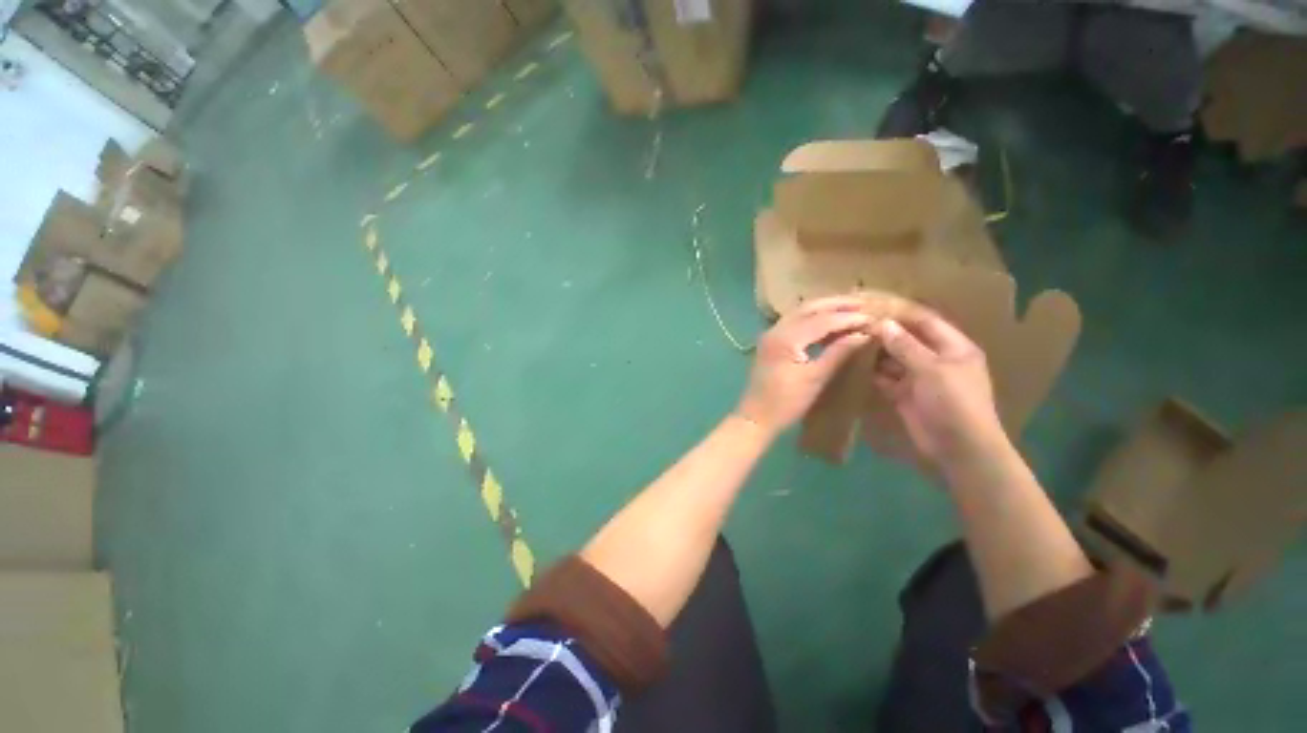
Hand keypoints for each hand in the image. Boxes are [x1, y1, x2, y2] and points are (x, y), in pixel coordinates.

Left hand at [736, 296, 871, 434]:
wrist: (756, 417)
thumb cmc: (786, 402)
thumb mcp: (815, 378)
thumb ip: (838, 353)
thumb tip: (863, 334)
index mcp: (785, 338)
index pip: (822, 319)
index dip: (848, 317)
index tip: (873, 317)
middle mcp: (776, 330)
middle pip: (808, 308)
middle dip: (836, 304)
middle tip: (864, 303)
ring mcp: (771, 335)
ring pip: (800, 312)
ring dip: (825, 309)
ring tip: (851, 309)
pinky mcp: (771, 342)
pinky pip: (795, 322)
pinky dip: (813, 319)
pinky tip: (830, 325)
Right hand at [869, 307, 1007, 476]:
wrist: (958, 448)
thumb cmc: (954, 402)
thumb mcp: (932, 369)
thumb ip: (906, 346)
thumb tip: (883, 323)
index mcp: (953, 348)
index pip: (925, 322)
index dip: (901, 313)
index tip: (873, 305)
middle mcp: (936, 359)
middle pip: (907, 339)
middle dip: (884, 332)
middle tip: (856, 323)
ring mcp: (919, 378)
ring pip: (894, 358)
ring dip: (876, 352)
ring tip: (850, 340)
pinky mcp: (904, 394)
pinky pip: (886, 377)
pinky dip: (872, 371)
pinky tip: (854, 364)